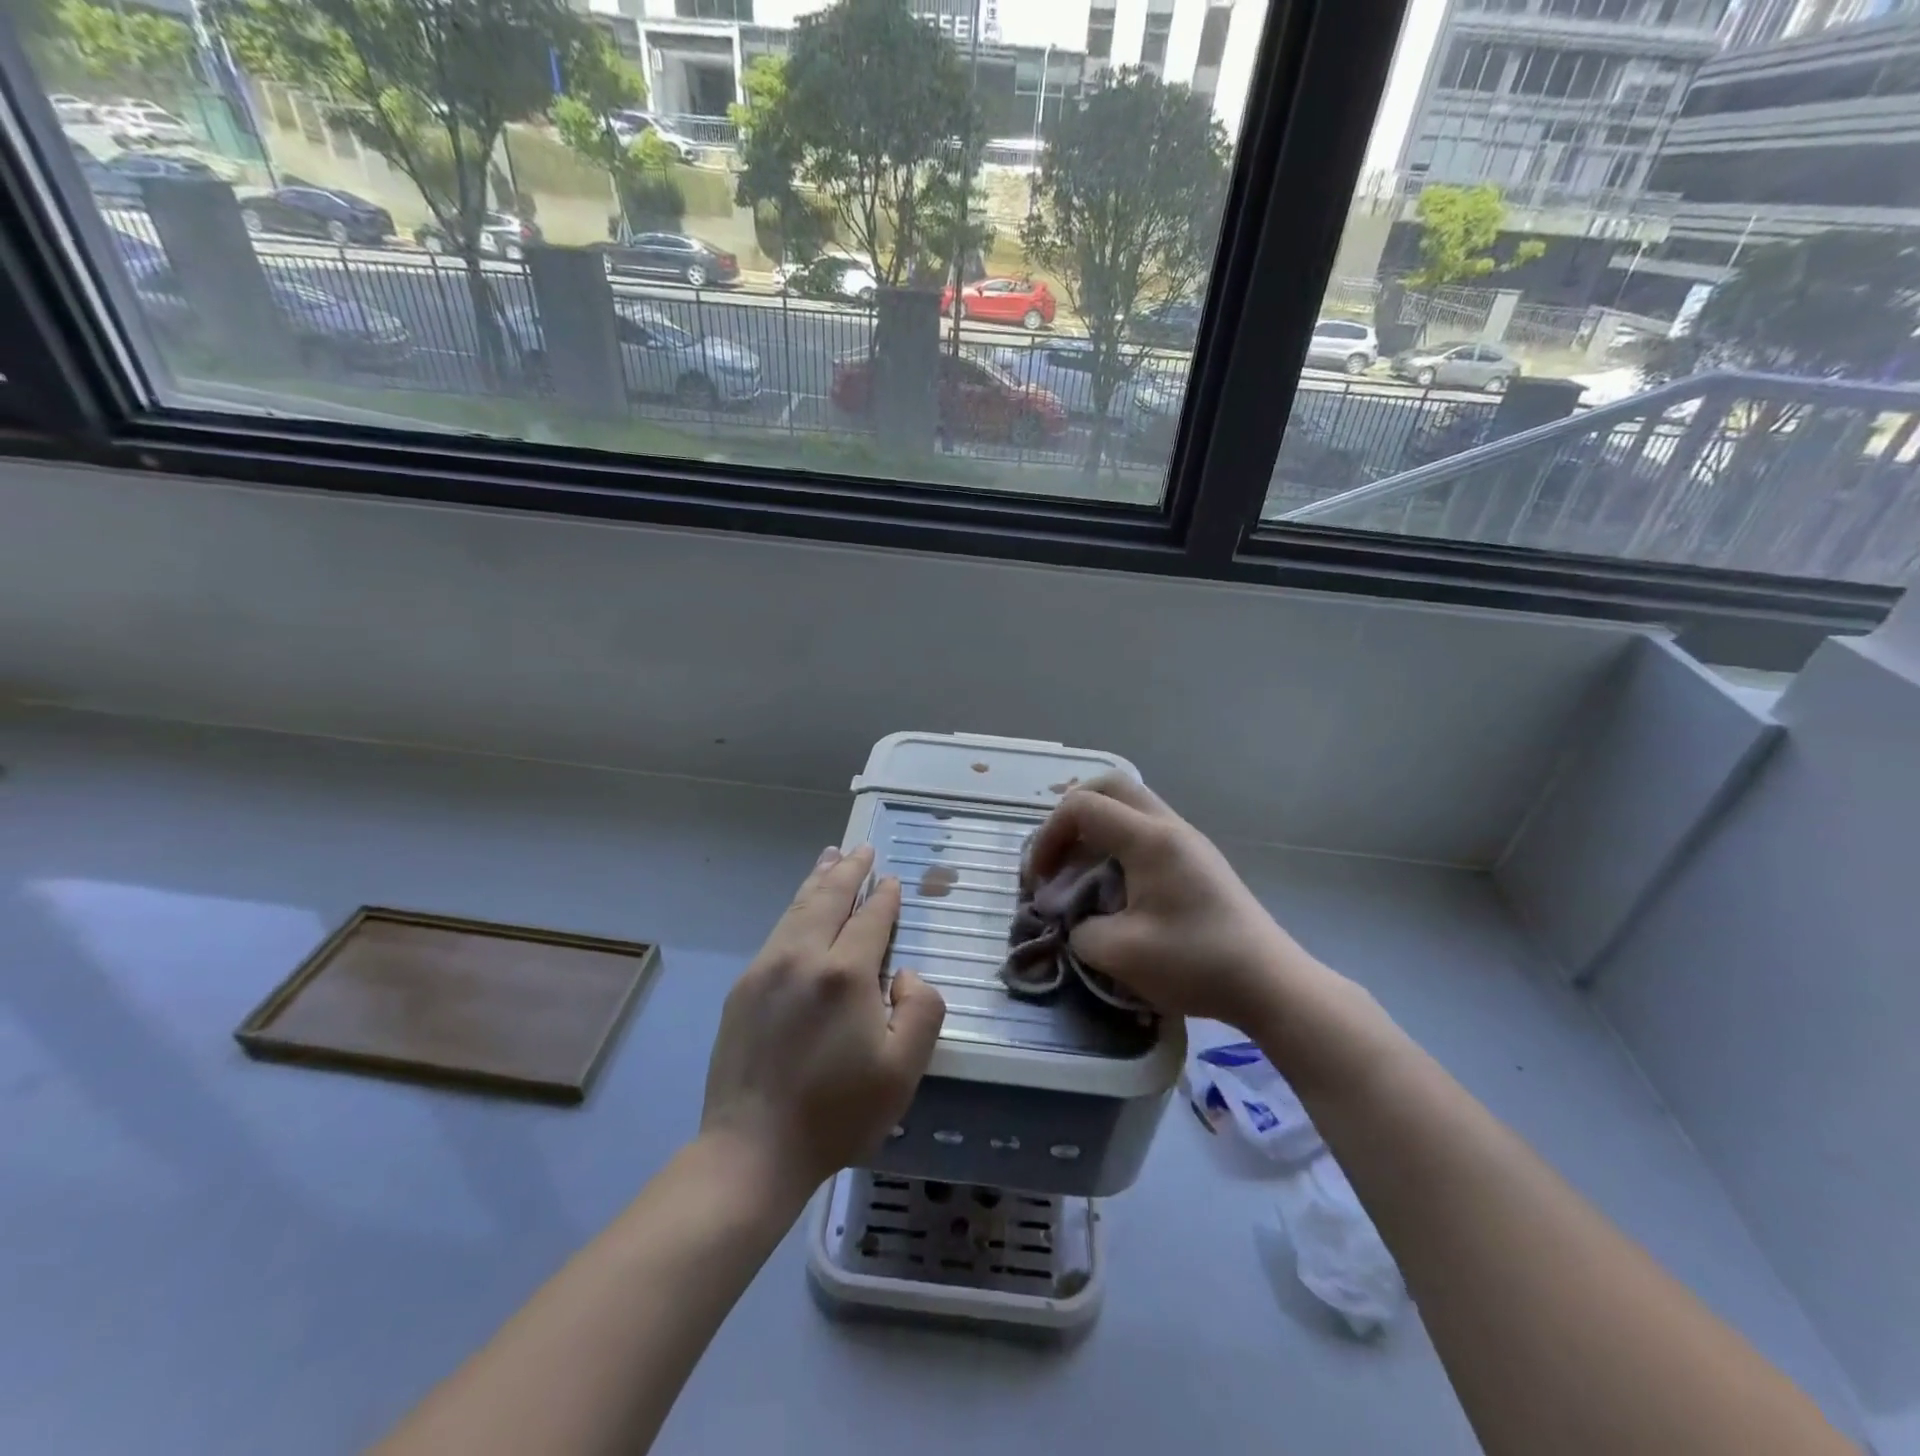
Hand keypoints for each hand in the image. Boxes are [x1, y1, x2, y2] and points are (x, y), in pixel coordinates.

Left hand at [700, 845, 945, 1199]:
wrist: (752, 1150)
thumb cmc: (837, 1113)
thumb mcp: (903, 1069)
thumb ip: (921, 1008)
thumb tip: (901, 973)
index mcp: (845, 973)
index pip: (871, 918)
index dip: (885, 897)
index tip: (892, 881)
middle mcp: (802, 957)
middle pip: (829, 898)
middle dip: (849, 871)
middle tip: (862, 849)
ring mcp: (766, 969)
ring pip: (797, 909)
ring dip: (818, 880)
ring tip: (831, 857)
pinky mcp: (743, 988)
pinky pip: (777, 932)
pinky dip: (795, 908)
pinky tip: (801, 908)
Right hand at [1027, 775, 1320, 1027]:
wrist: (1270, 984)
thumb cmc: (1196, 963)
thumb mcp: (1120, 954)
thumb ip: (1079, 930)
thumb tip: (1074, 920)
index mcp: (1150, 839)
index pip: (1082, 806)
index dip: (1048, 836)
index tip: (1039, 880)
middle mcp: (1169, 826)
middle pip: (1109, 787)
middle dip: (1070, 816)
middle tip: (1057, 857)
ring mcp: (1187, 840)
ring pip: (1129, 807)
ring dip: (1095, 831)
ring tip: (1079, 876)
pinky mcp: (1197, 860)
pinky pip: (1146, 831)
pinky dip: (1116, 846)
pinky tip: (1113, 888)